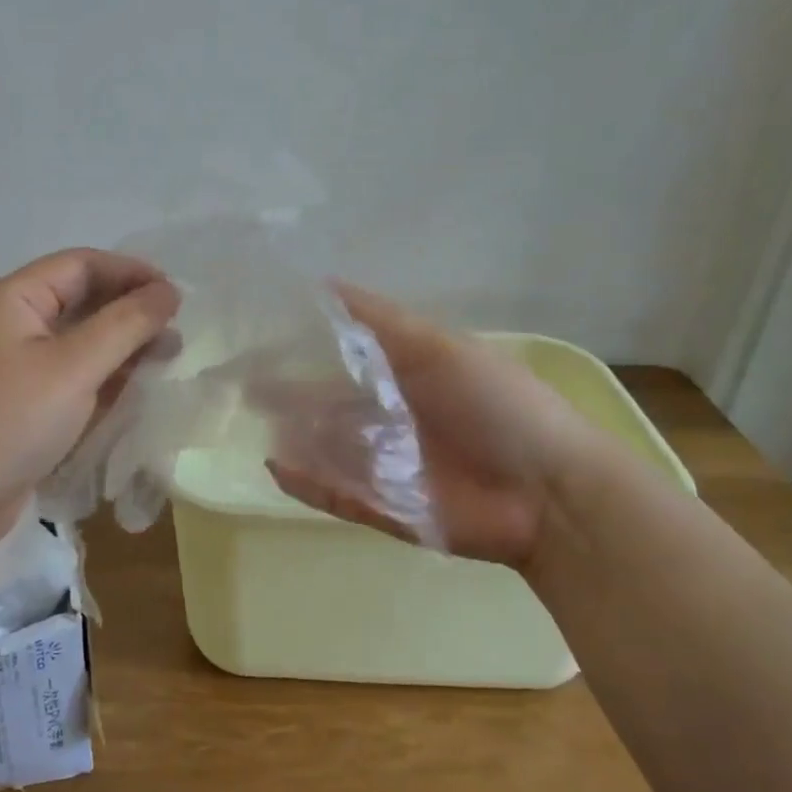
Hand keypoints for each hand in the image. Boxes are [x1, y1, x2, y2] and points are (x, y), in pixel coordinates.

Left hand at [0, 249, 179, 548]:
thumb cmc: (8, 422)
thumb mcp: (73, 368)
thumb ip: (124, 326)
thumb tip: (167, 292)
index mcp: (12, 300)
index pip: (80, 265)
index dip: (130, 272)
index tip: (176, 294)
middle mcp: (8, 324)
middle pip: (78, 301)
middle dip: (128, 312)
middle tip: (175, 331)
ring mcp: (10, 366)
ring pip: (76, 342)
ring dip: (119, 347)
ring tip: (165, 360)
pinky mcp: (17, 403)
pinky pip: (66, 376)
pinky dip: (99, 378)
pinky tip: (132, 390)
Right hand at [267, 284, 596, 568]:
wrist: (550, 494)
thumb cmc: (498, 406)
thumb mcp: (439, 348)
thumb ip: (379, 321)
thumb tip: (323, 283)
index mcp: (406, 375)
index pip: (344, 356)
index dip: (304, 346)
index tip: (261, 335)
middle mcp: (391, 417)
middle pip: (327, 404)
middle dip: (288, 394)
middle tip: (241, 385)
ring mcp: (386, 465)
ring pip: (326, 448)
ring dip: (292, 435)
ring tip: (253, 421)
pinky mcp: (385, 508)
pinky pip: (335, 493)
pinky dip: (305, 482)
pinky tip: (274, 465)